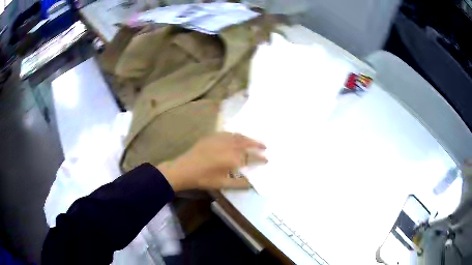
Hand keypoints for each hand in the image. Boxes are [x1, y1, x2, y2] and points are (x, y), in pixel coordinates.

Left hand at [157, 132, 266, 190]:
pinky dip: (237, 135)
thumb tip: (252, 184)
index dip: (260, 158)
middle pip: (247, 143)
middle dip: (257, 144)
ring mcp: (220, 139)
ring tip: (254, 141)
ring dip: (248, 138)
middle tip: (265, 146)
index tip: (267, 159)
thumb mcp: (223, 184)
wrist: (184, 169)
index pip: (251, 157)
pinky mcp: (213, 136)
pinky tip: (237, 137)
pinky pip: (229, 133)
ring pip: (238, 136)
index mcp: (233, 158)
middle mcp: (229, 146)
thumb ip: (240, 184)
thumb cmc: (204, 179)